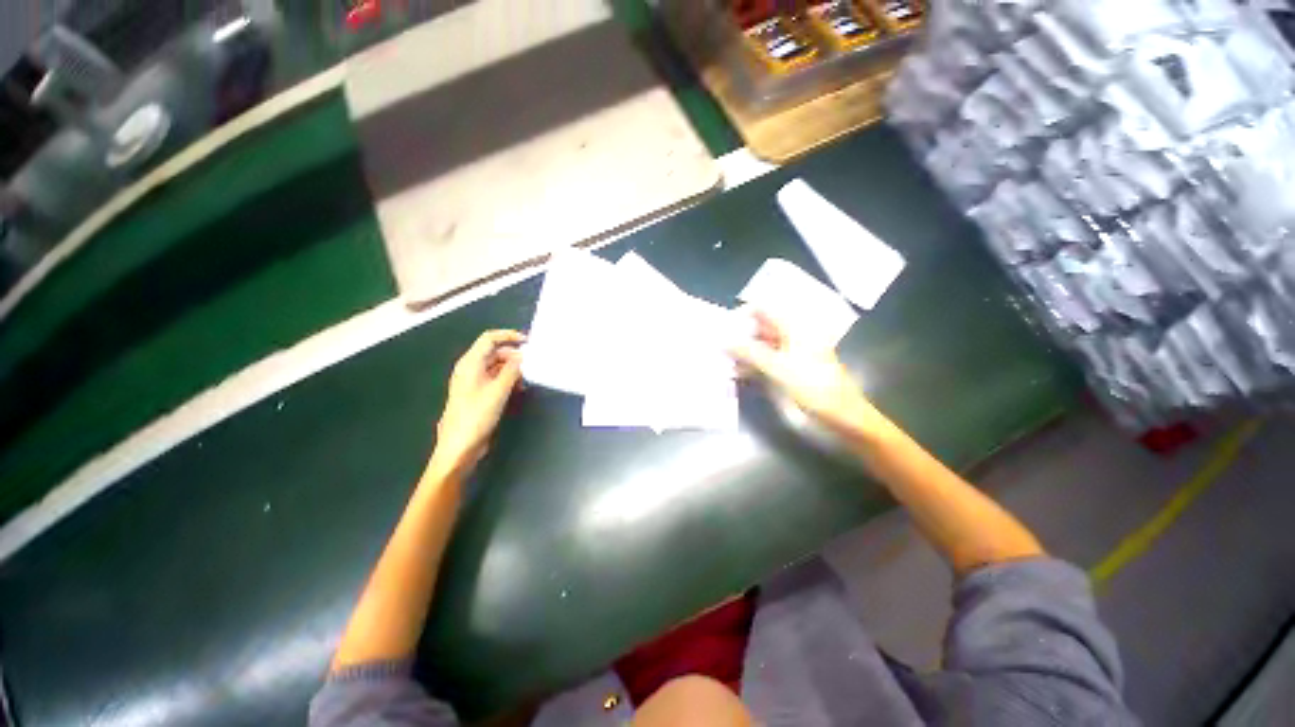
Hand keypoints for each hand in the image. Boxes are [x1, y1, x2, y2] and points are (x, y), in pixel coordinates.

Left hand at [430, 330, 525, 474]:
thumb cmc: (476, 416)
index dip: (509, 336)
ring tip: (527, 378)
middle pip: (494, 352)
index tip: (528, 341)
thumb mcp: (498, 390)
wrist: (460, 446)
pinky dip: (508, 379)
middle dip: (514, 355)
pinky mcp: (479, 394)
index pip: (489, 338)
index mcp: (470, 363)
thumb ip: (512, 370)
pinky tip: (519, 388)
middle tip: (532, 363)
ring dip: (513, 369)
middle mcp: (471, 369)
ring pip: (497, 366)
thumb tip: (523, 356)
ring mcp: (474, 382)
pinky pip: (496, 379)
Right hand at [728, 309, 882, 440]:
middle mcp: (785, 338)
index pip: (762, 309)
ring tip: (718, 360)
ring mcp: (781, 357)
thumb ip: (750, 352)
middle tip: (714, 344)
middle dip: (735, 335)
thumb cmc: (814, 388)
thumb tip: (721, 339)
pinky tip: (731, 375)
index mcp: (793, 328)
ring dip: (737, 353)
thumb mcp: (780, 368)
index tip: (721, 327)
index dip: (741, 314)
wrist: (839, 420)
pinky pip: (755, 366)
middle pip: (755, 328)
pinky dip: (743, 368)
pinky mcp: (777, 375)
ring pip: (752, 348)